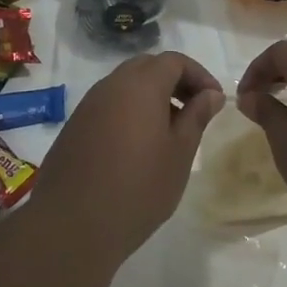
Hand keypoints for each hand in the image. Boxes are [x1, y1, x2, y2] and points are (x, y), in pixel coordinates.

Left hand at [32, 52, 223, 263]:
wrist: (71, 225)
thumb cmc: (138, 188)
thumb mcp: (179, 153)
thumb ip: (196, 117)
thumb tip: (211, 94)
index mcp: (141, 85)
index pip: (174, 61)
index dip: (199, 75)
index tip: (215, 101)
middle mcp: (111, 86)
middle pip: (147, 67)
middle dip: (175, 81)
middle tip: (194, 110)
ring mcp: (88, 106)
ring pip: (125, 86)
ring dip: (151, 97)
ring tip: (169, 132)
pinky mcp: (74, 127)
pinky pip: (108, 106)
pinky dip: (129, 112)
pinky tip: (138, 147)